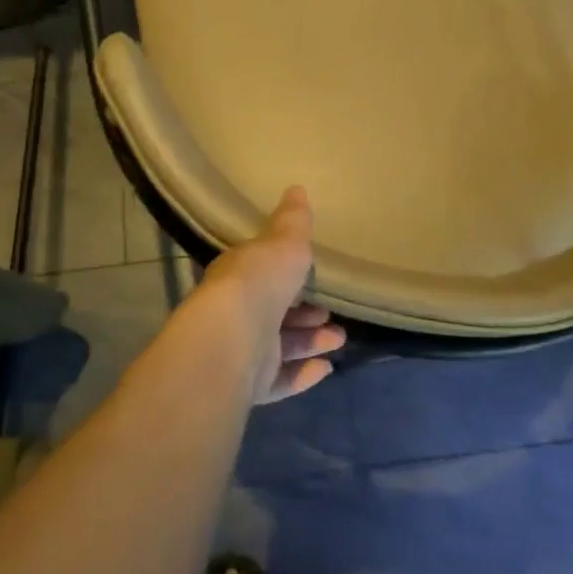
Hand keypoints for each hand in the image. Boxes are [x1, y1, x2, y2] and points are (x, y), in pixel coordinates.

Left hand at [194, 186, 345, 403]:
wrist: (234, 338)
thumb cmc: (260, 281)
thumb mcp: (283, 242)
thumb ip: (293, 221)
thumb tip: (296, 188)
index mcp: (238, 276)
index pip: (262, 274)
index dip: (288, 276)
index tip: (314, 278)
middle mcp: (235, 313)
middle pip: (274, 313)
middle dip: (305, 314)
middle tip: (332, 315)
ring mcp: (240, 352)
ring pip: (279, 347)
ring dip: (310, 342)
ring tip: (338, 340)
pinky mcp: (247, 385)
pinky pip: (278, 380)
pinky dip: (301, 374)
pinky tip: (325, 369)